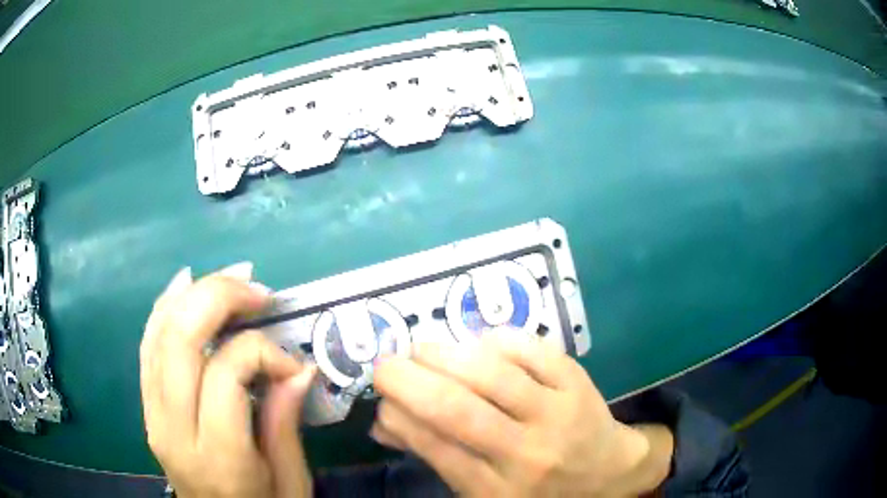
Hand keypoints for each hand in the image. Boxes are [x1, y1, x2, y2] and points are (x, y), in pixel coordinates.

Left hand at [140, 263, 315, 497]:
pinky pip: (148, 345)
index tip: (292, 365)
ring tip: (230, 279)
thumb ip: (285, 422)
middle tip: (256, 288)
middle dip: (218, 298)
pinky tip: (184, 285)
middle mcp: (174, 429)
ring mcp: (152, 414)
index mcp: (217, 456)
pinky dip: (164, 308)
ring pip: (158, 333)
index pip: (225, 373)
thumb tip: (298, 368)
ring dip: (193, 294)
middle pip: (180, 339)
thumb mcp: (290, 480)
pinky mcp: (146, 407)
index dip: (262, 352)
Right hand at [372, 335, 672, 496]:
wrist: (606, 473)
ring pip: (492, 374)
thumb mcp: (482, 492)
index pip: (435, 446)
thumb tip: (384, 423)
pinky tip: (478, 345)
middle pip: (457, 408)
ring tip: (421, 350)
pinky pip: (531, 350)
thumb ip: (435, 458)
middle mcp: (526, 454)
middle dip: (407, 379)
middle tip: (385, 365)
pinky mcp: (577, 383)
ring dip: (444, 355)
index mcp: (496, 489)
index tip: (381, 397)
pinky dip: (496, 340)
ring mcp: (557, 414)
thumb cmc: (538, 490)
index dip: (398, 414)